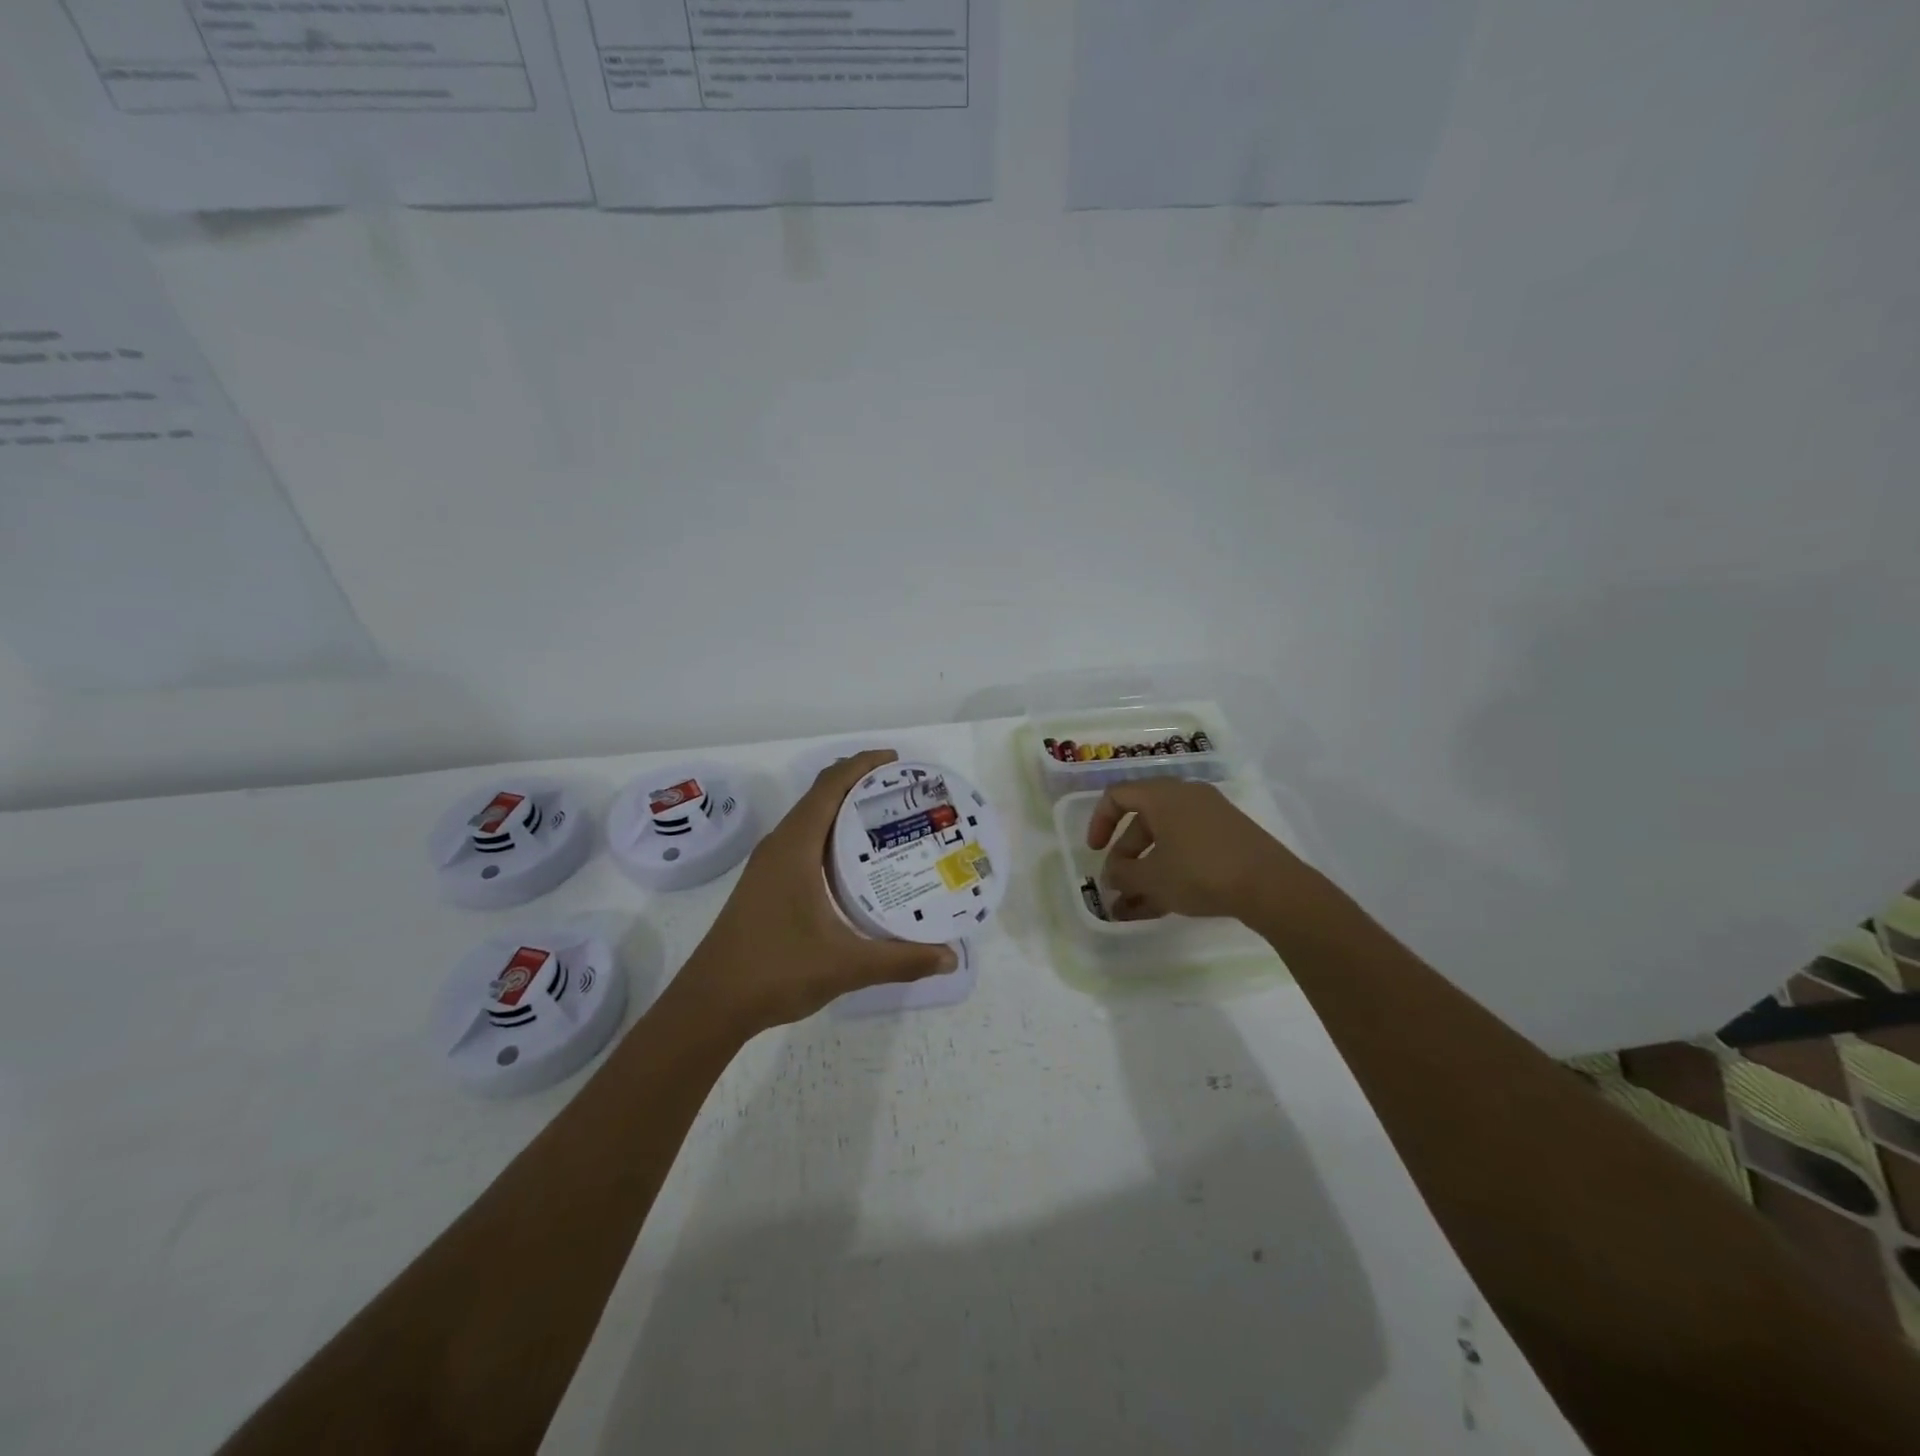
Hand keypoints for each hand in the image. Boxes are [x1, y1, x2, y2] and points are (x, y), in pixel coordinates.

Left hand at [677, 750, 958, 1036]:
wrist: (710, 1003)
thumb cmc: (776, 971)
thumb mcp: (846, 965)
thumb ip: (901, 960)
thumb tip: (950, 958)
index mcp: (794, 847)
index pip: (829, 786)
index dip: (862, 765)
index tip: (898, 762)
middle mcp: (779, 846)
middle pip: (820, 796)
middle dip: (859, 785)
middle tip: (903, 794)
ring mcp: (768, 865)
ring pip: (809, 820)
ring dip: (843, 810)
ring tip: (886, 822)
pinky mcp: (765, 884)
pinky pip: (802, 841)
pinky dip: (829, 836)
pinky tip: (853, 864)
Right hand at [1086, 779, 1307, 922]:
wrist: (1271, 886)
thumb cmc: (1200, 872)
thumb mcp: (1152, 877)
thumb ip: (1123, 874)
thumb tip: (1112, 875)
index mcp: (1163, 795)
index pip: (1117, 796)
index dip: (1099, 822)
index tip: (1094, 852)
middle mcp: (1186, 797)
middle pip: (1142, 821)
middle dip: (1125, 856)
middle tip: (1119, 885)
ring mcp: (1211, 817)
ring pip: (1166, 840)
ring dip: (1146, 870)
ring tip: (1134, 907)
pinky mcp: (1230, 837)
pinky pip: (1188, 848)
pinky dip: (1171, 870)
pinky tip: (1162, 905)